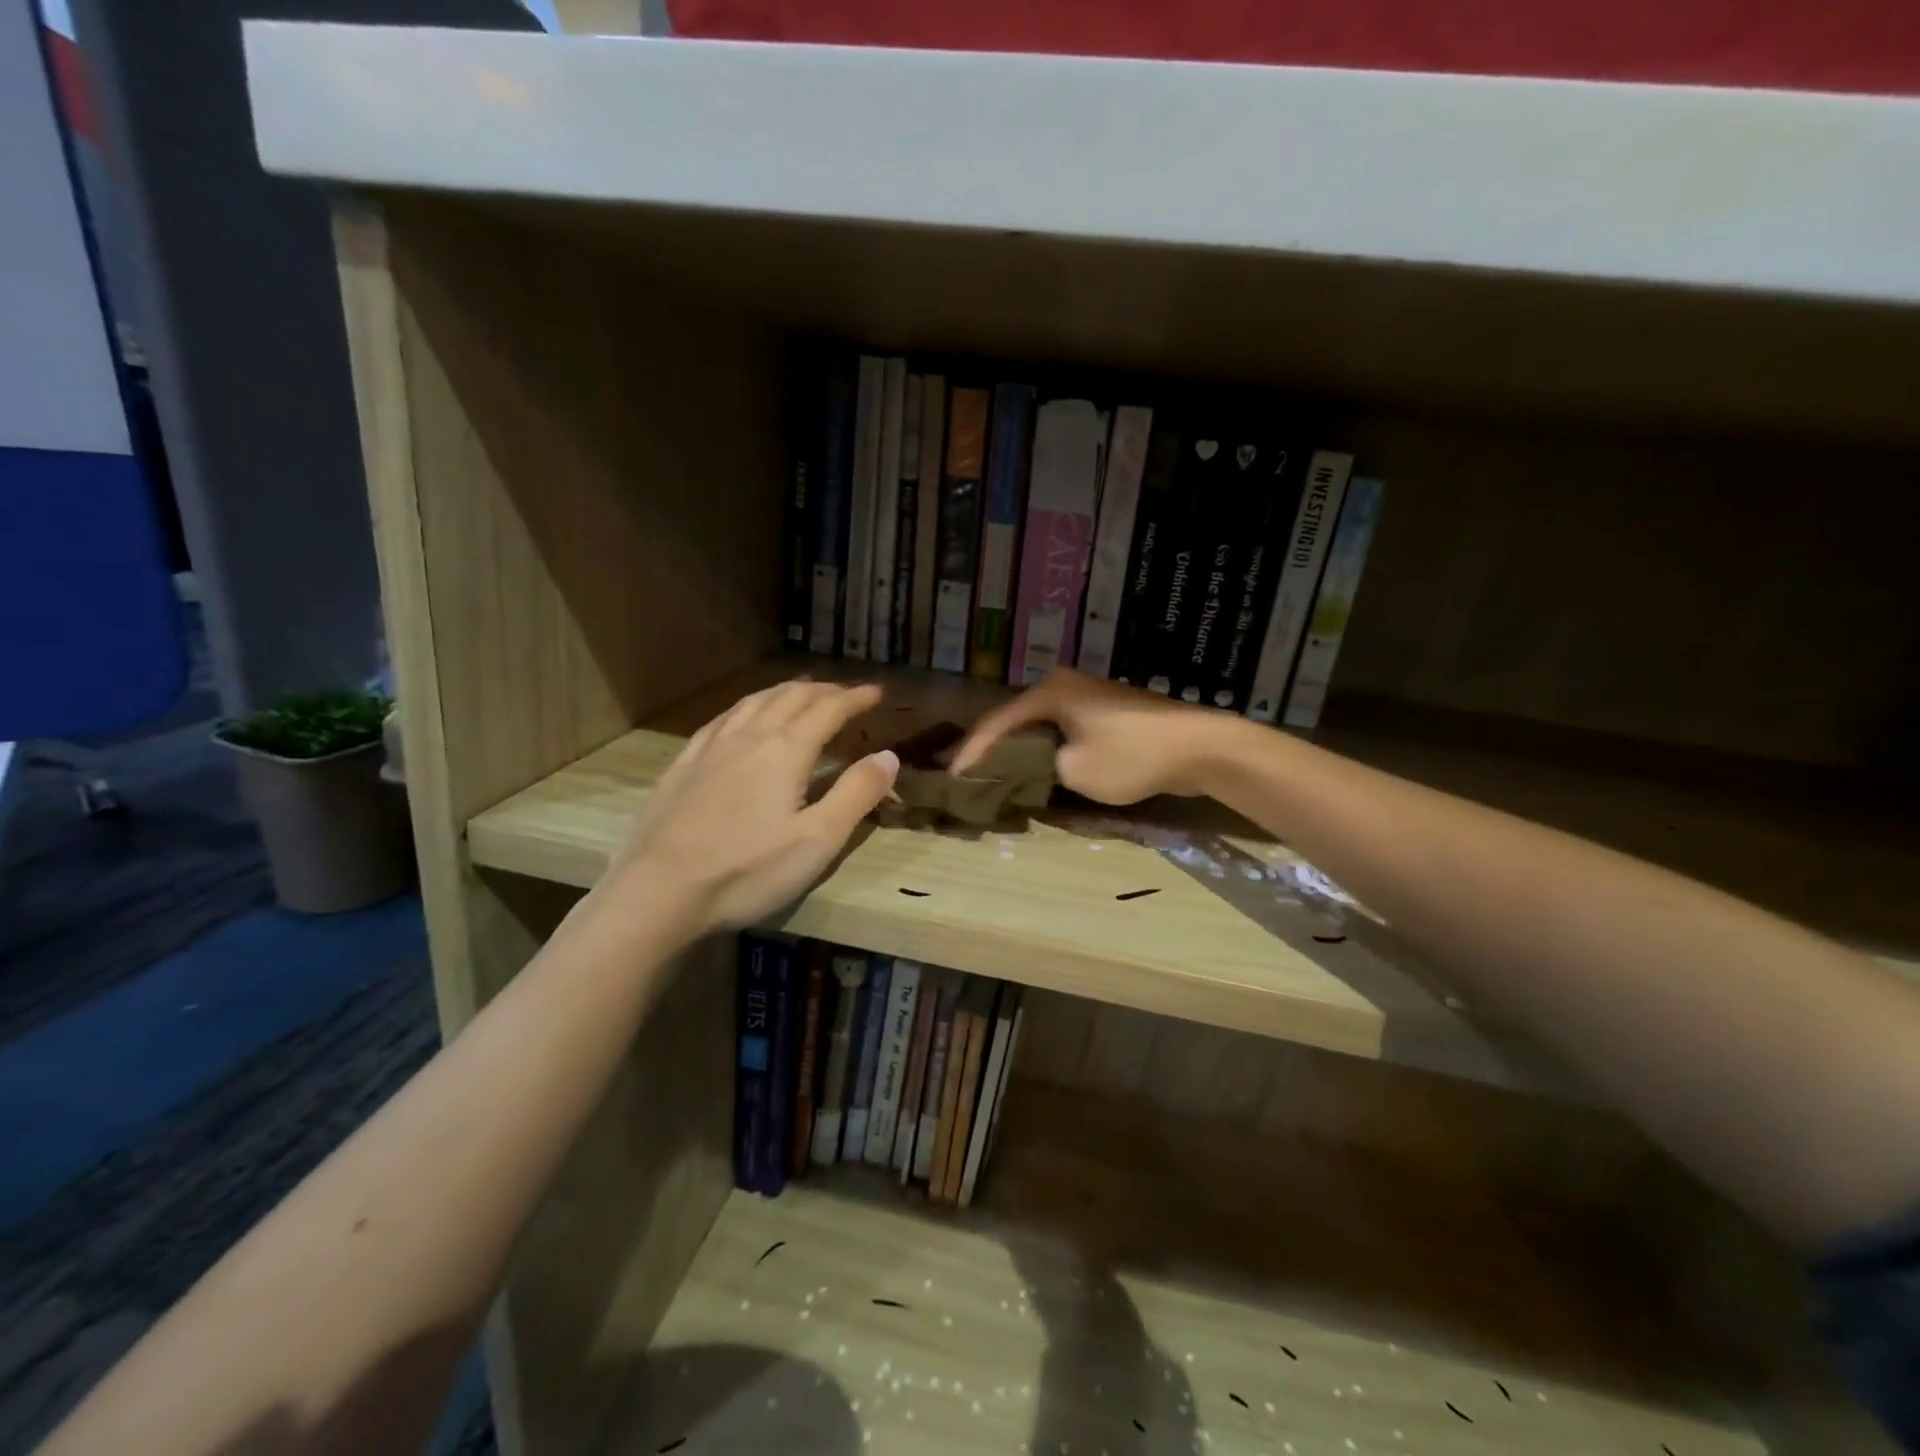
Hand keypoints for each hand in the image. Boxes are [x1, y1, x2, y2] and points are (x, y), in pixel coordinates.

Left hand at [610, 680, 898, 932]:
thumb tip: (889, 756)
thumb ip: (856, 794)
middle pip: (791, 697)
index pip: (828, 709)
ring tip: (801, 691)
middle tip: (846, 693)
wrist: (659, 891)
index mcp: (786, 751)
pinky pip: (721, 720)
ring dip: (785, 691)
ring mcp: (710, 749)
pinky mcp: (683, 766)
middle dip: (824, 690)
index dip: (856, 697)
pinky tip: (742, 716)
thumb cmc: (747, 870)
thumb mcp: (817, 840)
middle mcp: (749, 737)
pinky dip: (746, 707)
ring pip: (754, 702)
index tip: (877, 692)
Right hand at [950, 669, 1230, 804]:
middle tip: (969, 773)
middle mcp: (1065, 685)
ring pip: (1041, 725)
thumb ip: (1040, 767)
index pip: (997, 722)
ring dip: (1021, 749)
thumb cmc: (1131, 756)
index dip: (972, 751)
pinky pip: (1065, 730)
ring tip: (996, 773)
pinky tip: (1039, 767)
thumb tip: (1034, 766)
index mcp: (1050, 691)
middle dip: (993, 747)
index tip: (952, 776)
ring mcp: (1089, 697)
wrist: (1200, 747)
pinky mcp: (1108, 713)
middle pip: (1016, 718)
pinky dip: (1048, 748)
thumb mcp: (1074, 771)